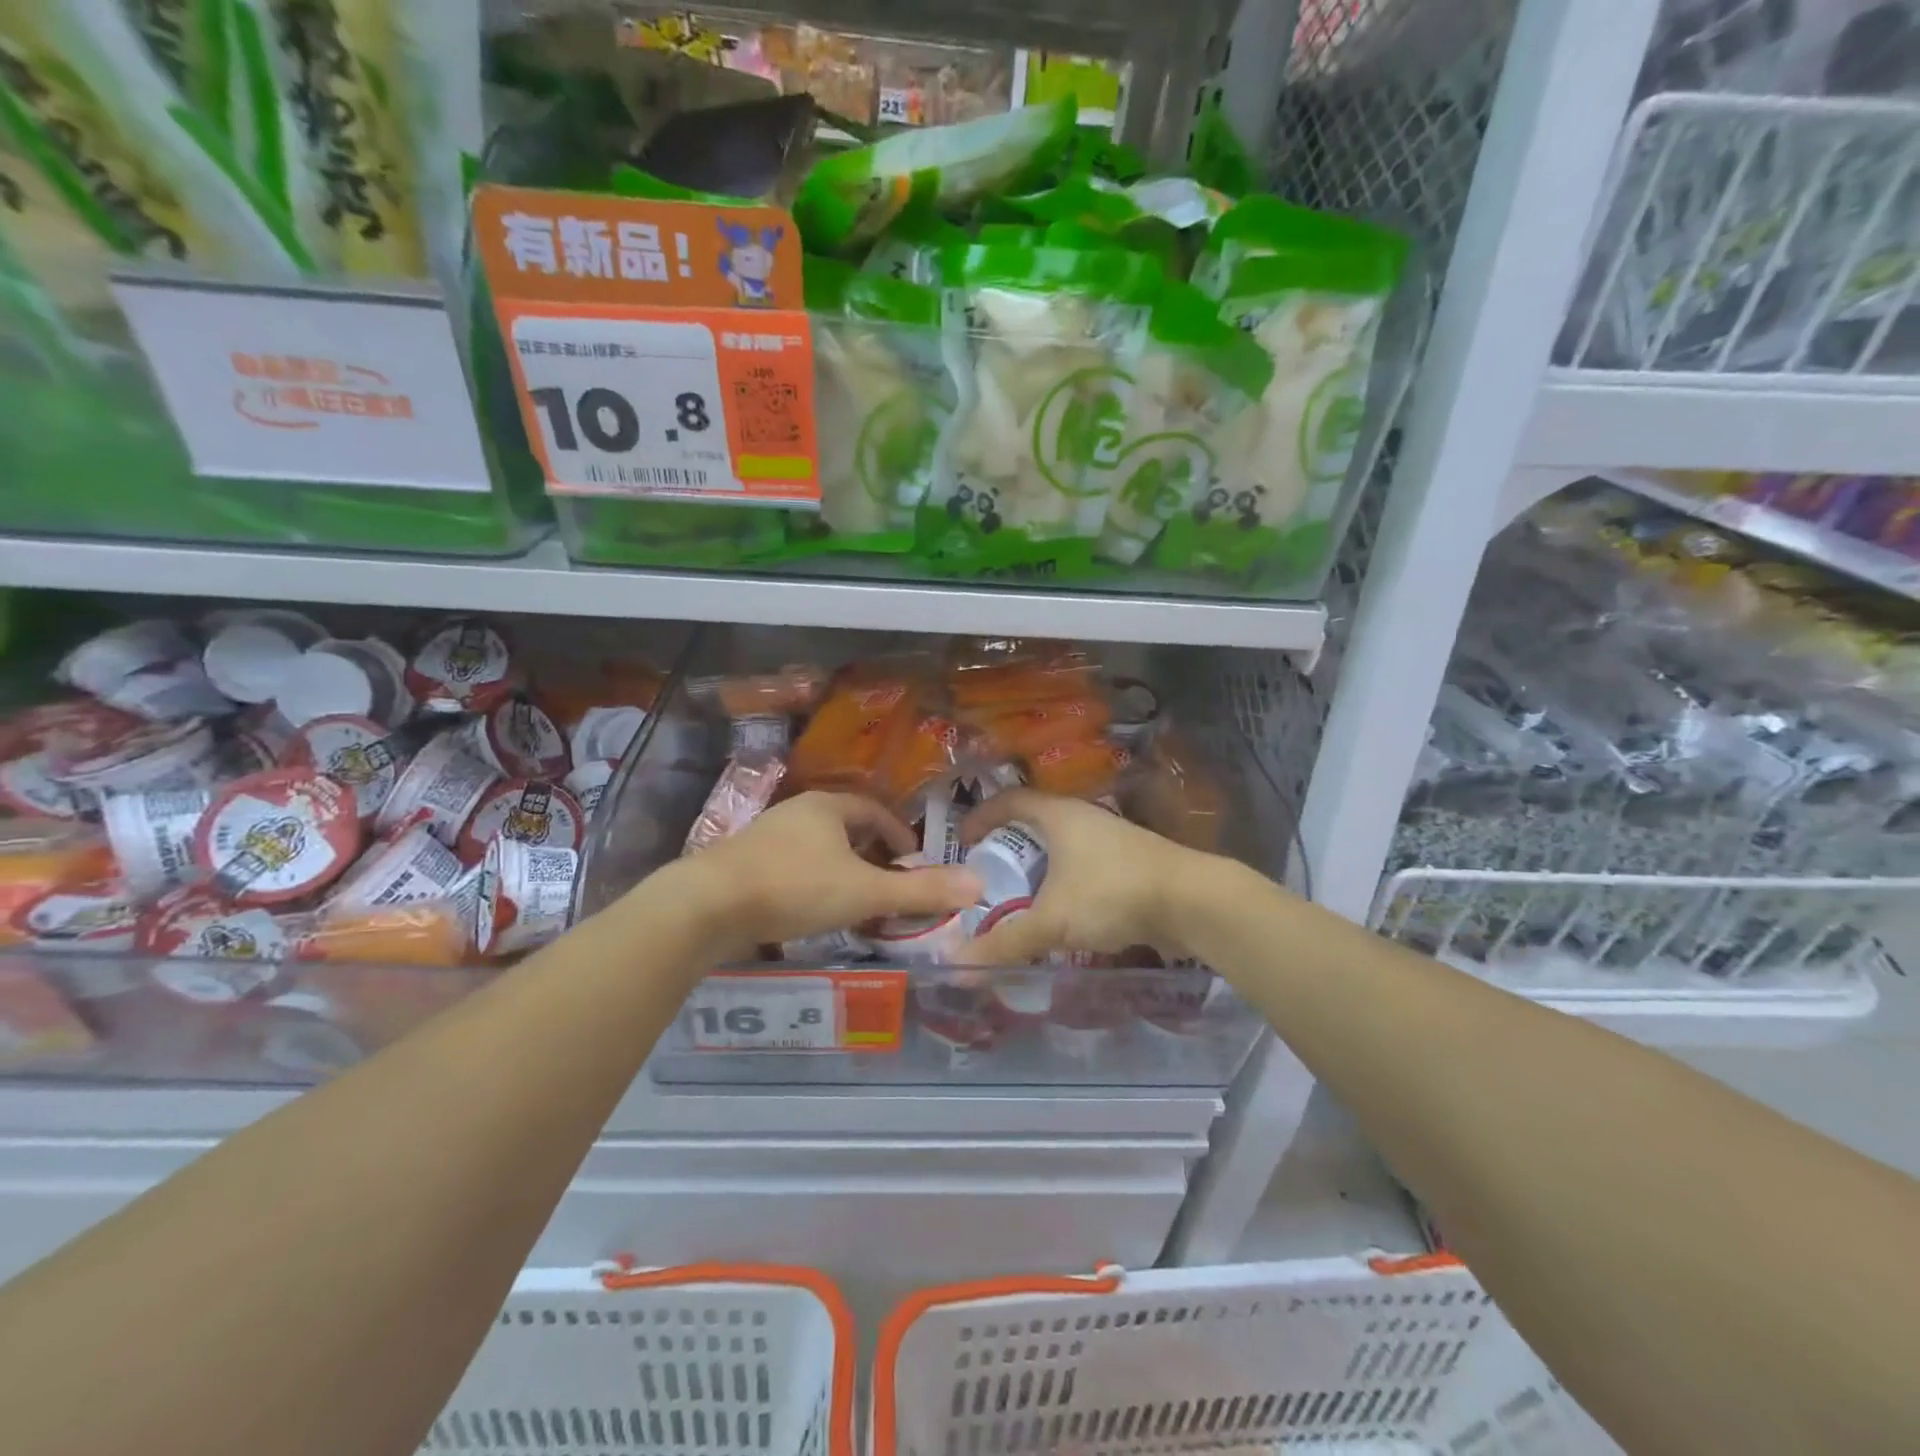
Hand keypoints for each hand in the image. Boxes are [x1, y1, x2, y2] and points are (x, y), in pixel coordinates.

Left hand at [671, 791, 980, 956]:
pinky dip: (813, 888)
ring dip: (842, 874)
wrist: (707, 906)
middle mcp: (797, 814)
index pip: (875, 811)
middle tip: (890, 888)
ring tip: (857, 905)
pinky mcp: (744, 867)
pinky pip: (792, 871)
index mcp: (827, 807)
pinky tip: (813, 915)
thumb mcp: (865, 891)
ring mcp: (766, 839)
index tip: (915, 863)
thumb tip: (977, 885)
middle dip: (872, 857)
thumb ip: (920, 891)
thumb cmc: (795, 887)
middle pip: (846, 830)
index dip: (899, 836)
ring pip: (818, 852)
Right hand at [956, 790, 1213, 965]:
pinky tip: (1062, 913)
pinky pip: (1084, 867)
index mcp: (1059, 815)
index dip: (980, 816)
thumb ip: (1005, 943)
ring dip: (1038, 868)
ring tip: (1019, 898)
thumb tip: (953, 967)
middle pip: (1034, 823)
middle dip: (1007, 847)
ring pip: (1062, 847)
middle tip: (986, 876)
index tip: (961, 842)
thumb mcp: (1053, 920)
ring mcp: (1111, 839)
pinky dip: (1064, 884)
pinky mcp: (1131, 863)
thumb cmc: (1113, 894)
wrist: (1193, 902)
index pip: (1008, 800)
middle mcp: (1084, 818)